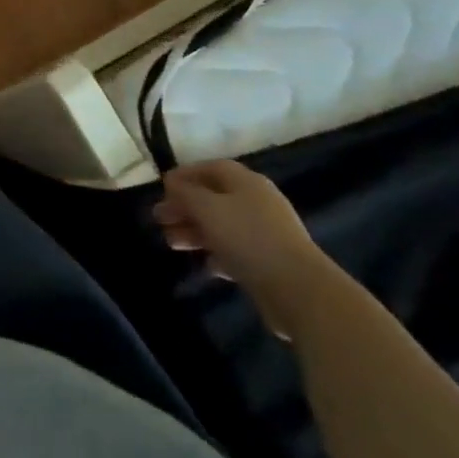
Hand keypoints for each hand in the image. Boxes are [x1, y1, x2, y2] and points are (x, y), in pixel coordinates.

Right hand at [152, 160, 332, 338]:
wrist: (298, 290)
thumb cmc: (247, 238)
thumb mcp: (207, 208)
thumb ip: (186, 193)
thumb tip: (172, 182)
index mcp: (246, 182)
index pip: (211, 168)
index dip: (185, 174)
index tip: (161, 188)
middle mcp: (257, 202)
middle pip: (214, 197)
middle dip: (185, 207)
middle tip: (160, 219)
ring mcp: (266, 233)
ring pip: (222, 226)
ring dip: (195, 231)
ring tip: (172, 244)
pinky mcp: (269, 262)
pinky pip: (236, 251)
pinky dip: (218, 254)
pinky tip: (206, 265)